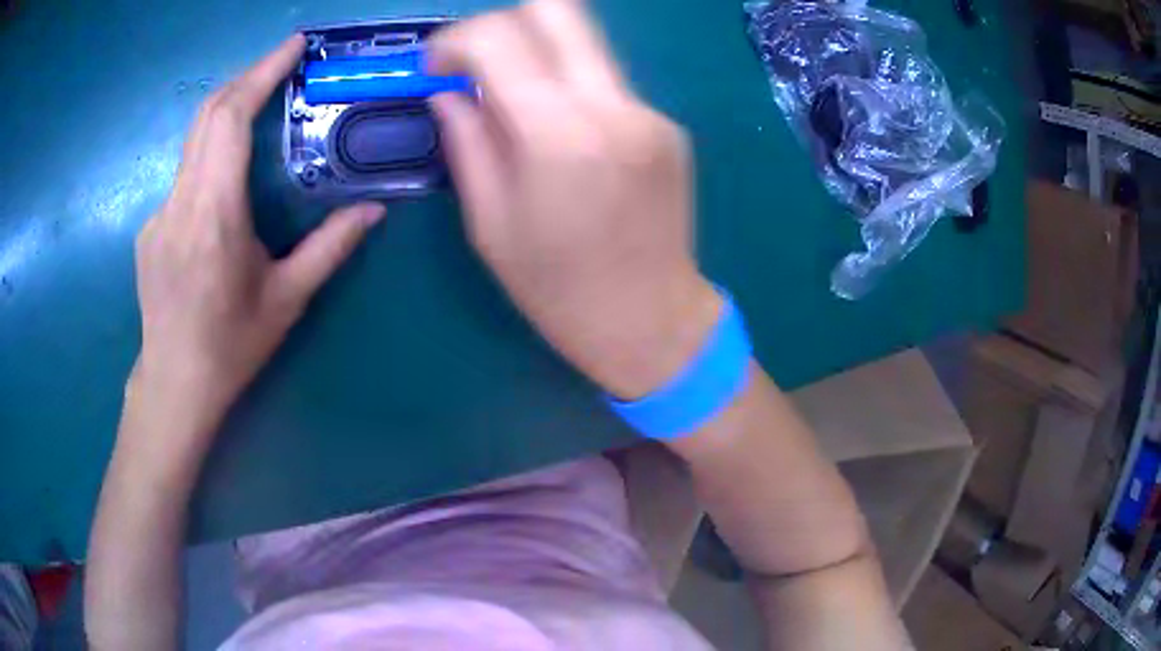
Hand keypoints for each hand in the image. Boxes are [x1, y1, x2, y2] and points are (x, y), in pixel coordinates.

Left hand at [132, 34, 383, 425]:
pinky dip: (210, 154)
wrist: (173, 386)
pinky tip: (226, 178)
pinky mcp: (150, 227)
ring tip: (261, 106)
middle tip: (283, 64)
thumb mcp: (287, 300)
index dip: (261, 73)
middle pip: (207, 115)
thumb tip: (373, 211)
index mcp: (214, 215)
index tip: (293, 46)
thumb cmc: (231, 348)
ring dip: (227, 111)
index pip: (229, 119)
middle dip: (246, 78)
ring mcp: (159, 213)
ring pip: (192, 141)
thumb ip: (330, 248)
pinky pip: (183, 174)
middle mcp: (180, 202)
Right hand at [429, 0, 720, 398]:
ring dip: (536, 54)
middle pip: (558, 9)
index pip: (499, 38)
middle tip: (474, 63)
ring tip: (510, 99)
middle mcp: (613, 106)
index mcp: (558, 135)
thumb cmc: (558, 291)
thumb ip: (466, 140)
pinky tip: (561, 134)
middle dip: (502, 24)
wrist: (652, 322)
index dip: (454, 40)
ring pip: (584, 42)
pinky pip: (606, 81)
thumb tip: (446, 91)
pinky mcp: (667, 125)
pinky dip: (570, 87)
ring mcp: (649, 111)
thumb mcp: (490, 223)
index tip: (435, 68)